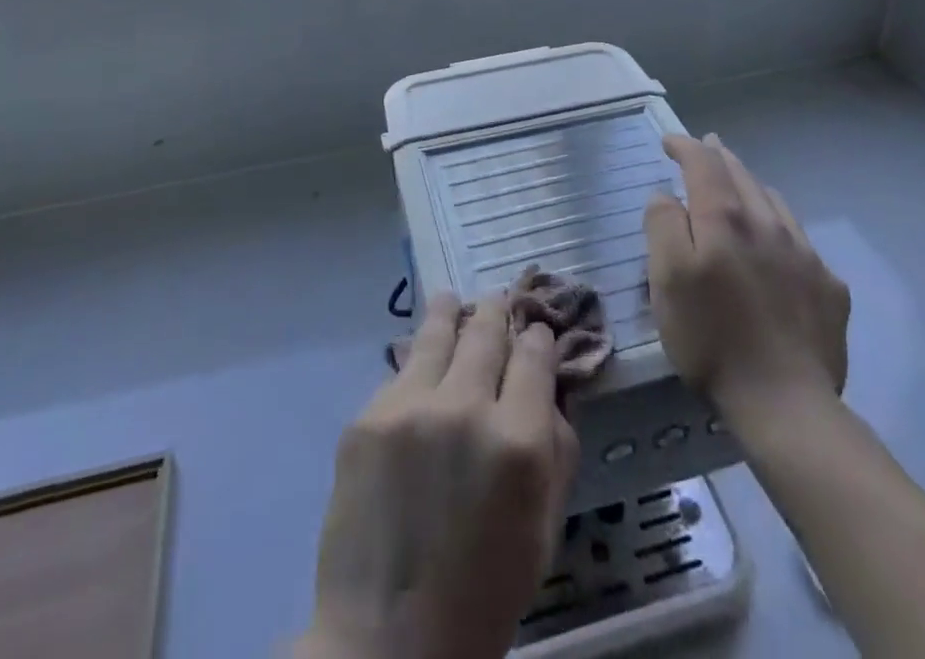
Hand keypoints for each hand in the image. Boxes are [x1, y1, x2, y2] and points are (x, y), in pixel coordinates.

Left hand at [296, 293, 577, 658]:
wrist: (386, 642)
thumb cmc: (483, 594)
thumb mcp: (543, 531)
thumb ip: (556, 452)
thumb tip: (552, 392)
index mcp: (520, 443)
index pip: (536, 357)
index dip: (540, 338)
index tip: (538, 333)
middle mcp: (466, 408)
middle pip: (488, 332)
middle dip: (498, 312)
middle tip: (498, 301)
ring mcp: (411, 407)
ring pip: (438, 332)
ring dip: (450, 312)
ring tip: (451, 300)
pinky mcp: (368, 416)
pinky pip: (400, 373)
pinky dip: (415, 364)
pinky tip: (417, 364)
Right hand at [645, 133, 850, 415]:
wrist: (786, 404)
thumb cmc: (711, 339)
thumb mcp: (667, 280)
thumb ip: (663, 226)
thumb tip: (667, 195)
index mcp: (724, 219)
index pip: (703, 164)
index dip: (685, 147)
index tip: (669, 141)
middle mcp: (767, 224)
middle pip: (741, 175)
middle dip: (719, 157)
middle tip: (706, 146)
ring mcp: (804, 254)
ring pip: (774, 201)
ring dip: (751, 184)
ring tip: (739, 183)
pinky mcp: (829, 286)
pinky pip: (799, 238)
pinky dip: (779, 223)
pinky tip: (776, 240)